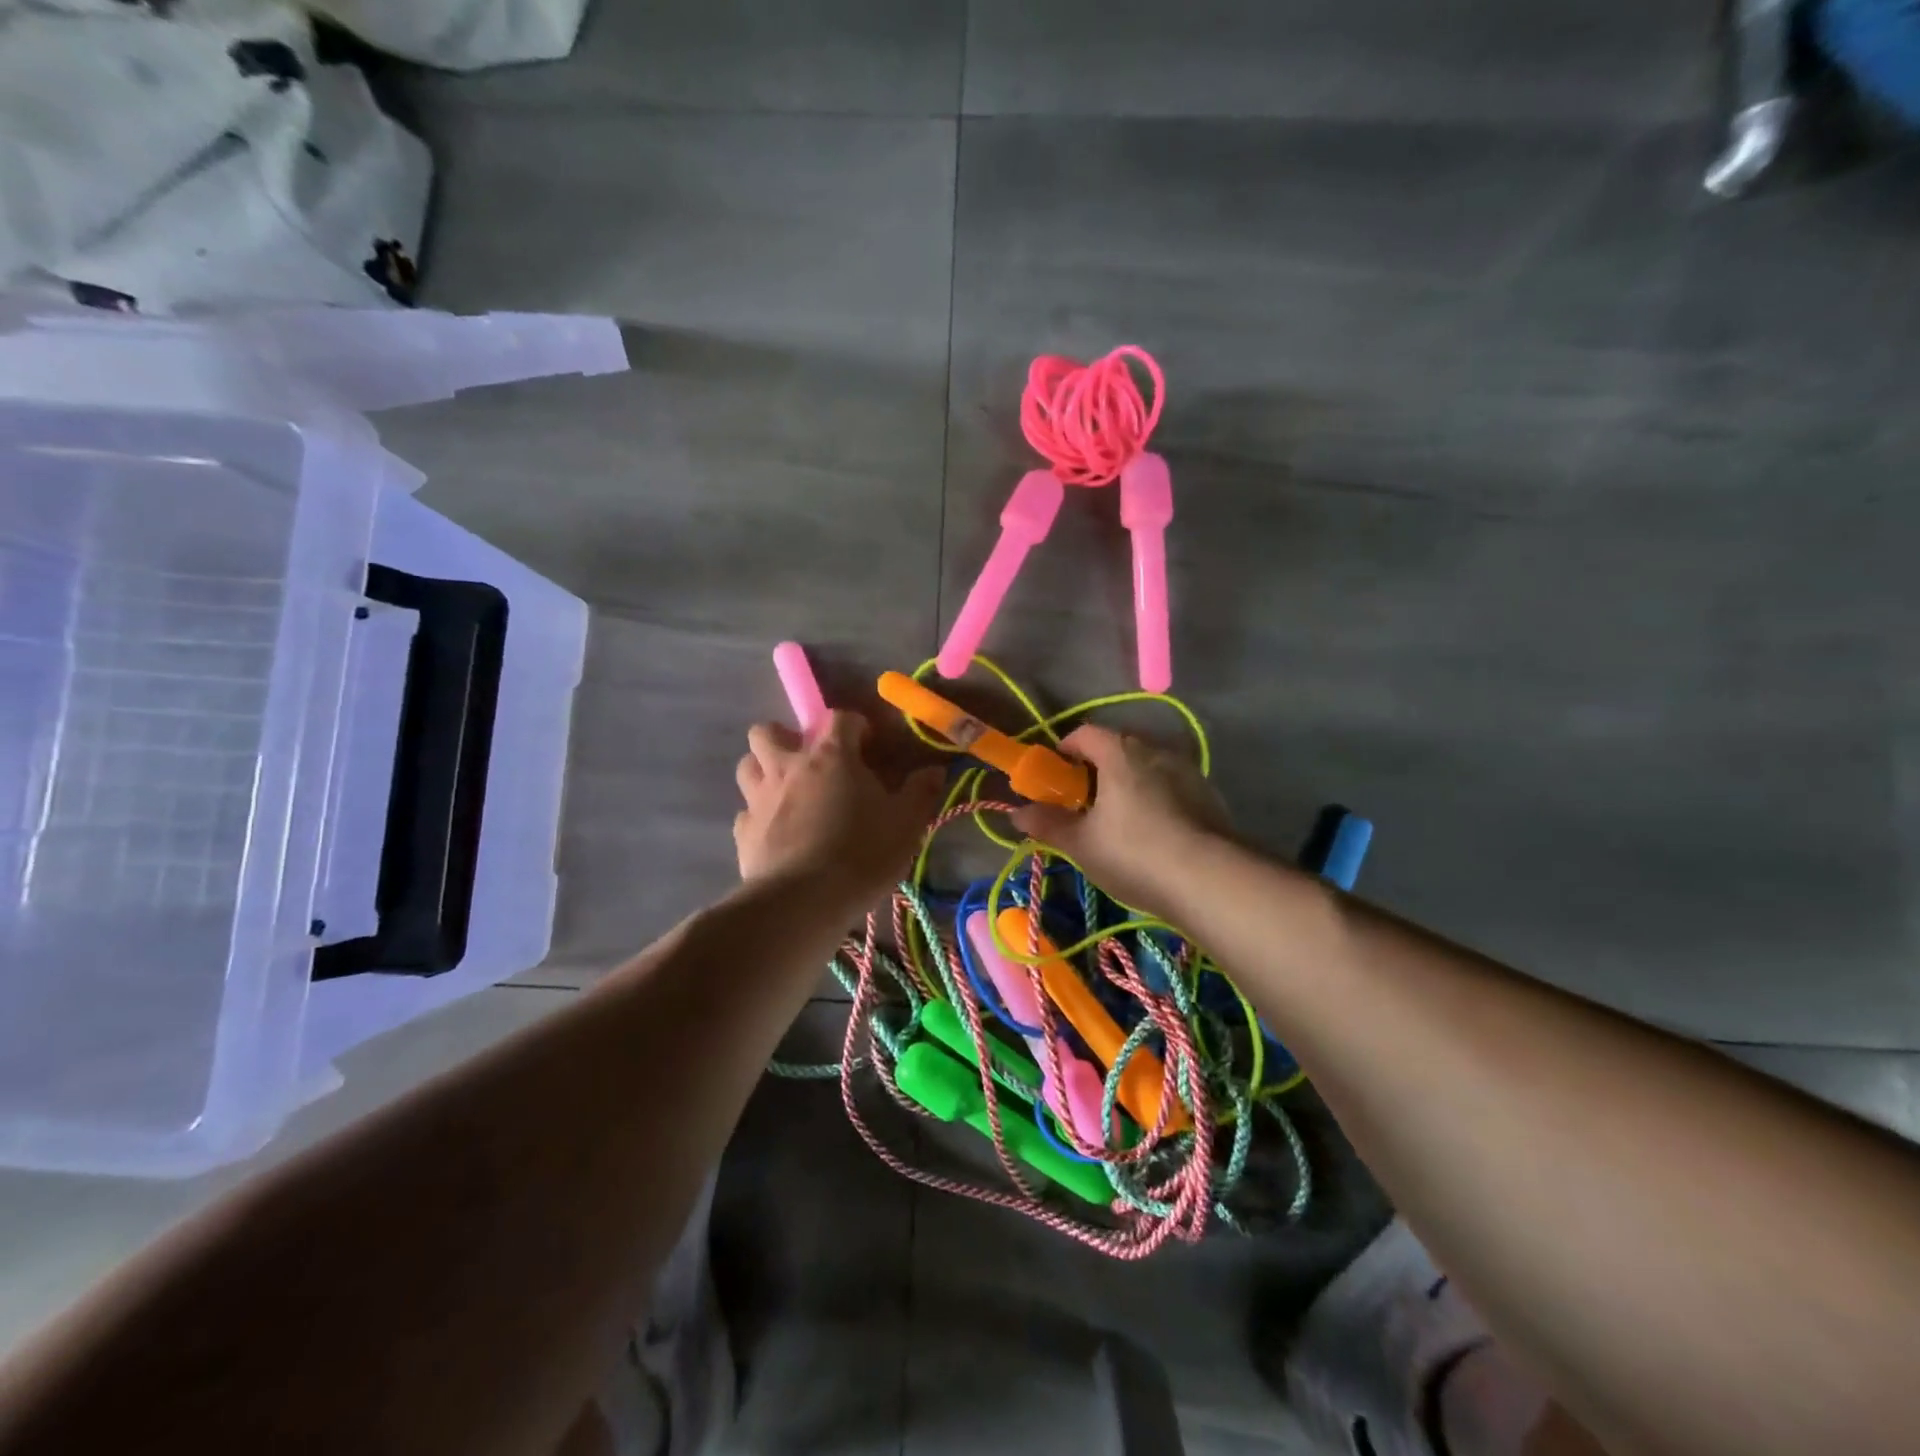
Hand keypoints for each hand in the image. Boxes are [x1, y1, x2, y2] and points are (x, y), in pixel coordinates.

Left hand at [734, 712, 945, 910]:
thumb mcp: (906, 824)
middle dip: (785, 738)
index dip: (854, 725)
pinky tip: (776, 832)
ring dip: (764, 769)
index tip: (867, 744)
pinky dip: (758, 815)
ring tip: (786, 791)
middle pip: (768, 731)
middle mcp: (789, 767)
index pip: (840, 719)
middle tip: (808, 761)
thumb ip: (920, 793)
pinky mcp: (743, 831)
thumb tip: (935, 770)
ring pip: (747, 764)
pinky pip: (746, 811)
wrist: (804, 901)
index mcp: (831, 757)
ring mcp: (760, 798)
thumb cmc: (862, 854)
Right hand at [1009, 725, 1228, 914]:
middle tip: (1084, 802)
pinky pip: (1172, 787)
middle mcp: (1156, 750)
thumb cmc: (1133, 853)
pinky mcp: (1210, 795)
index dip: (1065, 749)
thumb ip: (1048, 824)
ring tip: (1119, 820)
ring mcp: (1188, 771)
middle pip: (1118, 748)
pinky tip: (1154, 833)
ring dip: (1129, 783)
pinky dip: (1157, 799)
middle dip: (1097, 768)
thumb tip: (1016, 813)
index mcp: (1120, 753)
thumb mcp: (1081, 843)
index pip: (1086, 733)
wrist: (1210, 879)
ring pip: (1148, 767)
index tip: (1055, 774)